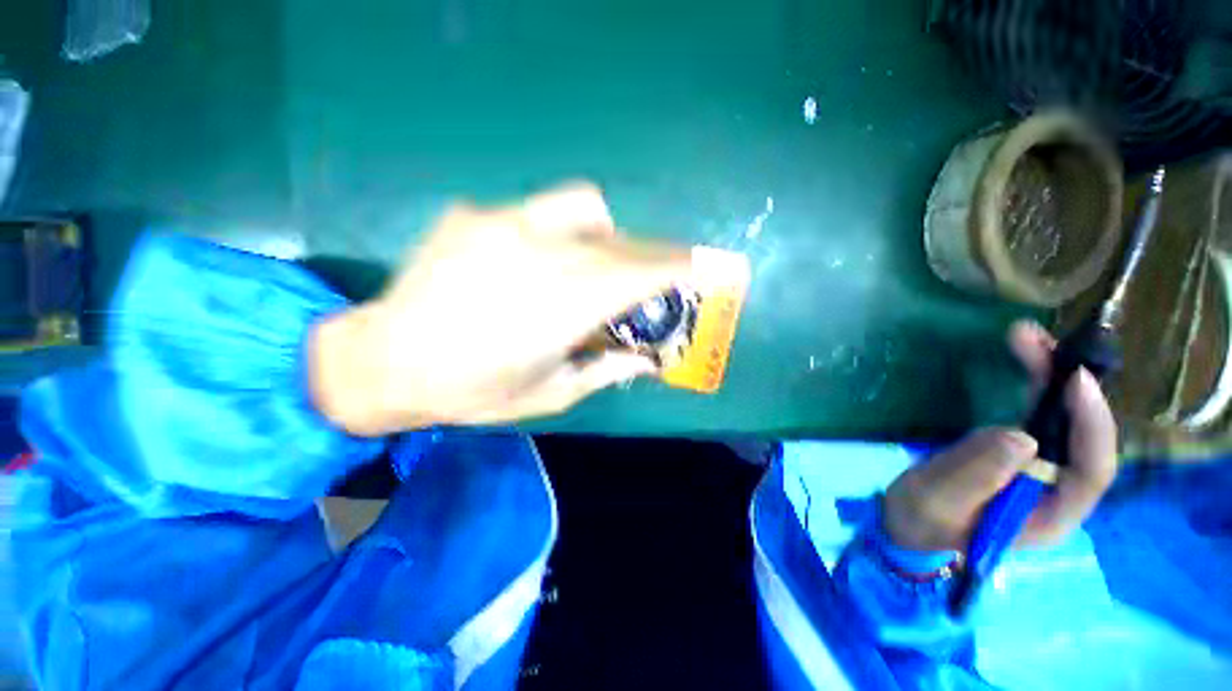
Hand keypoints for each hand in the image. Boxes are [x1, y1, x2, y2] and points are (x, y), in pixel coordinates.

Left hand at [309, 183, 691, 435]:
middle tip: (641, 280)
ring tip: (589, 261)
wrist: (384, 361)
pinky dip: (554, 232)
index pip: (639, 273)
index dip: (676, 266)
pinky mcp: (472, 213)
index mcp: (561, 307)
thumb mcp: (551, 393)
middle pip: (620, 239)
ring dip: (604, 232)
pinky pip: (535, 211)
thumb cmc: (473, 391)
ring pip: (583, 205)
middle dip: (644, 256)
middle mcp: (539, 254)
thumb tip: (648, 359)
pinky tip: (531, 260)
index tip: (698, 267)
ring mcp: (502, 224)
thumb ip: (607, 370)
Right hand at [882, 321, 1117, 551]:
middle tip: (1036, 341)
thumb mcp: (937, 501)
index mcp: (1047, 515)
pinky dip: (1035, 385)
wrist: (909, 527)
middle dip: (1067, 386)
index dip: (1091, 425)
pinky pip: (1039, 416)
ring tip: (1027, 338)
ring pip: (1063, 420)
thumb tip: (1021, 437)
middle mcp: (1056, 492)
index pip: (1091, 471)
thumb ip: (975, 475)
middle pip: (1082, 436)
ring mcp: (1040, 472)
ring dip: (1051, 377)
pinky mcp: (1019, 455)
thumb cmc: (921, 522)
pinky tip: (1025, 359)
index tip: (1074, 379)